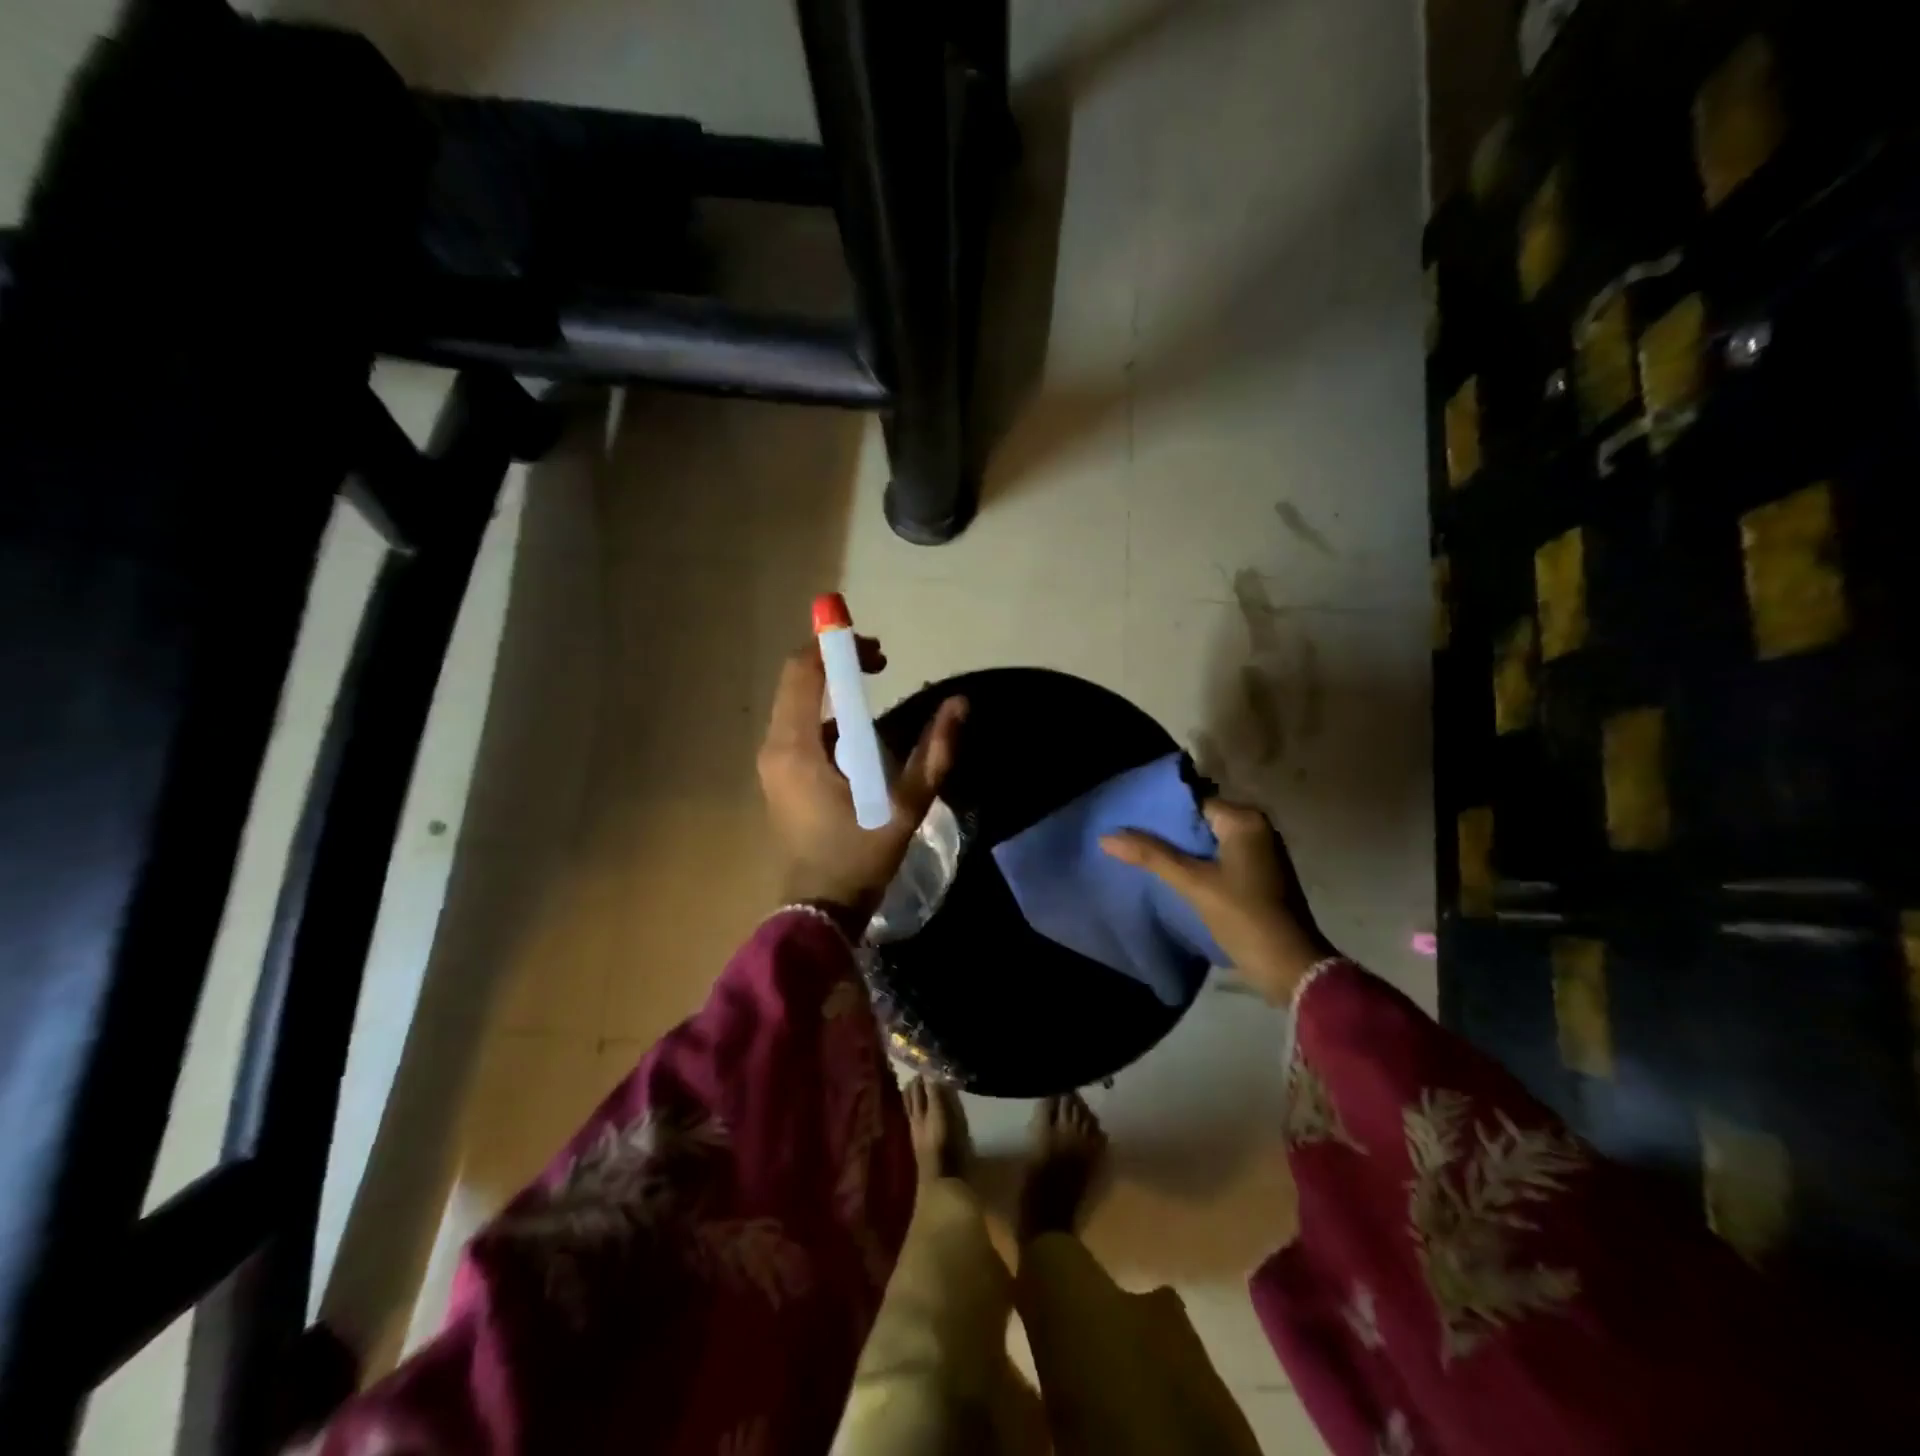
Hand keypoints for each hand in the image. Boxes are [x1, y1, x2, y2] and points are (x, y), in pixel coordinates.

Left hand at [758, 637, 967, 932]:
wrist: (819, 909)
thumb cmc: (858, 855)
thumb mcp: (905, 804)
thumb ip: (934, 752)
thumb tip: (960, 705)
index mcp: (796, 746)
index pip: (804, 671)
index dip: (837, 648)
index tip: (878, 652)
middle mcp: (775, 746)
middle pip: (797, 682)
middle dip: (836, 663)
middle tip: (881, 664)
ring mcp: (772, 763)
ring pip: (798, 705)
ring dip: (833, 690)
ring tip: (876, 694)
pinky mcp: (780, 777)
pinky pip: (799, 729)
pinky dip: (828, 718)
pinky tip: (860, 739)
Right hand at [1100, 800, 1332, 1004]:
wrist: (1291, 968)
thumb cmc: (1244, 916)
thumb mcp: (1193, 883)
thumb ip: (1151, 856)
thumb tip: (1106, 836)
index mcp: (1245, 820)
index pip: (1193, 803)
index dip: (1160, 812)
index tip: (1128, 820)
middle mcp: (1257, 828)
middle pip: (1200, 821)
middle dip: (1168, 831)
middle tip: (1129, 838)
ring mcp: (1261, 853)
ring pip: (1209, 842)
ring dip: (1181, 850)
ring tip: (1143, 855)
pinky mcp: (1260, 875)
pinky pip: (1220, 859)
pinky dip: (1198, 864)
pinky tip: (1172, 875)